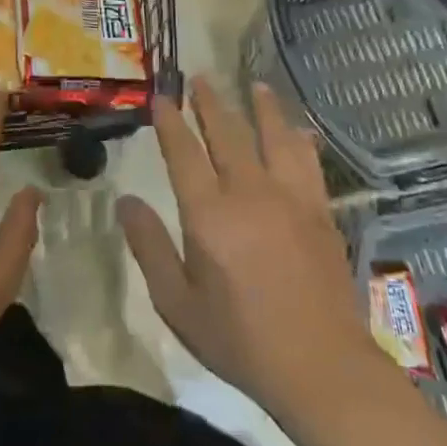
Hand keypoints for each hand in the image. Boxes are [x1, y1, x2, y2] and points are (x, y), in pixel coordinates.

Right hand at [118, 78, 377, 424]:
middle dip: (210, 103)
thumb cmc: (240, 340)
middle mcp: (249, 192)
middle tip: (200, 78)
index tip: (162, 97)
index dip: (170, 121)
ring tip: (254, 85)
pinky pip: (308, 160)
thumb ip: (150, 247)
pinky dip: (299, 138)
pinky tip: (297, 129)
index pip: (184, 152)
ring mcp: (290, 197)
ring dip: (261, 107)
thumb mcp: (177, 303)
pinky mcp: (320, 210)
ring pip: (273, 136)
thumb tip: (125, 201)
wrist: (320, 367)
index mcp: (209, 213)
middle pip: (227, 133)